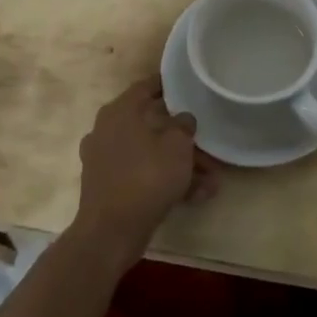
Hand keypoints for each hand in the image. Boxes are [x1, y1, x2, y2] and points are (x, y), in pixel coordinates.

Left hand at [73, 76, 219, 263]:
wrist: (111, 232)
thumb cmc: (147, 177)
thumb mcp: (178, 145)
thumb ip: (184, 125)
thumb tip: (183, 118)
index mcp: (119, 111)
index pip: (147, 86)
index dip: (170, 85)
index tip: (189, 85)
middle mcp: (107, 130)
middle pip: (152, 125)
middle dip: (182, 138)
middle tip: (207, 144)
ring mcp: (105, 159)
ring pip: (150, 154)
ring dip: (180, 165)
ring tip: (211, 181)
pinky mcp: (108, 186)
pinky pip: (142, 175)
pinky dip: (165, 182)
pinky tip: (195, 196)